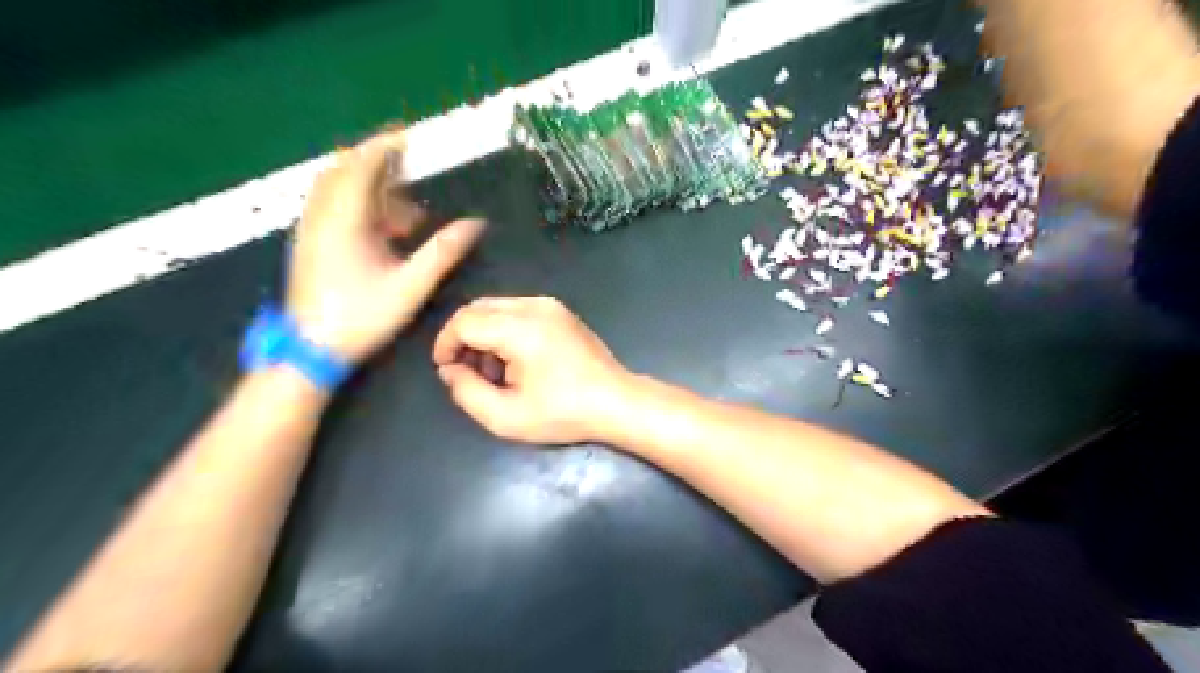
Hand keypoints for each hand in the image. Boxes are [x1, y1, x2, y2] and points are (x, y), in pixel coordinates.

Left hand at [284, 128, 481, 365]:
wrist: (310, 349)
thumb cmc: (362, 317)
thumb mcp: (410, 286)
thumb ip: (443, 252)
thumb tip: (475, 225)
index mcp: (345, 220)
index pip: (361, 166)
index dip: (384, 147)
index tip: (407, 139)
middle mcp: (322, 217)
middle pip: (342, 170)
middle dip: (374, 163)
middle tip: (406, 168)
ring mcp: (310, 230)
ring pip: (334, 189)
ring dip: (365, 186)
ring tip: (401, 205)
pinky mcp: (308, 244)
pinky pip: (328, 207)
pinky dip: (354, 203)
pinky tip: (378, 228)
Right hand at [435, 298, 636, 443]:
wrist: (616, 402)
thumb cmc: (564, 413)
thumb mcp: (506, 416)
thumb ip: (467, 392)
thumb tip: (450, 370)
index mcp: (521, 328)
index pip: (464, 321)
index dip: (446, 344)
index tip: (447, 371)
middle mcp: (535, 306)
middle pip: (478, 308)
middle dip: (464, 338)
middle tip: (470, 373)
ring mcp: (551, 305)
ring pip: (497, 307)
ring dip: (485, 335)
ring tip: (496, 372)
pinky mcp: (561, 311)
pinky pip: (517, 310)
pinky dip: (505, 330)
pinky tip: (517, 361)